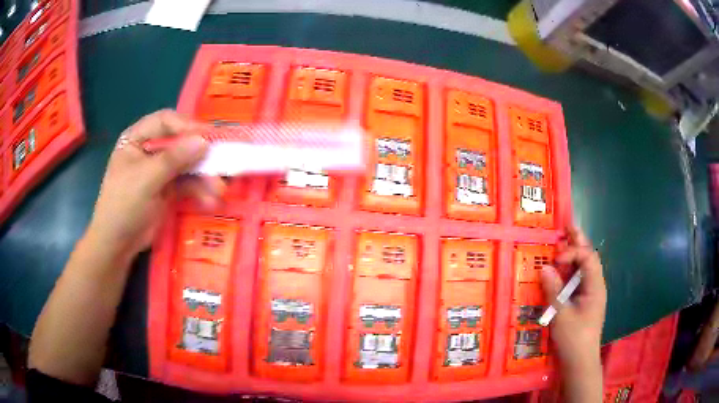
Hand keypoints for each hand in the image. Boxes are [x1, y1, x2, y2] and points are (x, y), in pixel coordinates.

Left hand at [85, 110, 224, 262]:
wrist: (118, 243)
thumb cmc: (123, 205)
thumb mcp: (145, 179)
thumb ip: (173, 159)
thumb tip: (204, 141)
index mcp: (137, 138)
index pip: (165, 121)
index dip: (186, 125)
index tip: (208, 136)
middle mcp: (150, 149)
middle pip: (180, 142)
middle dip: (200, 154)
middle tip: (223, 160)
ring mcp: (160, 170)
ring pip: (188, 165)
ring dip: (204, 176)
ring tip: (220, 190)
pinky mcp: (169, 189)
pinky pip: (188, 184)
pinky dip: (200, 191)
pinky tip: (211, 201)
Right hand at [541, 226, 606, 371]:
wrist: (580, 361)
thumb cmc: (574, 338)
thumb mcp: (561, 315)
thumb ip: (553, 290)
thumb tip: (544, 268)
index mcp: (595, 286)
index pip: (587, 257)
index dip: (573, 251)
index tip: (556, 258)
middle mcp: (596, 285)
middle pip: (589, 257)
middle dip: (579, 241)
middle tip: (567, 227)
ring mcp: (591, 293)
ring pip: (585, 267)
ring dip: (575, 253)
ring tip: (565, 240)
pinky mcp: (585, 302)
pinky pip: (579, 279)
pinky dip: (572, 270)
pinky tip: (563, 268)